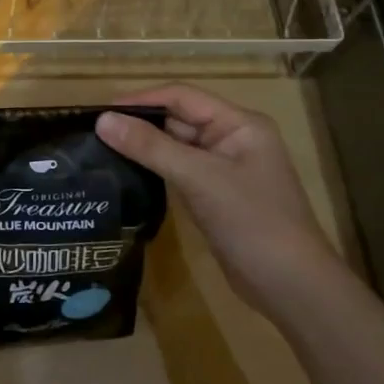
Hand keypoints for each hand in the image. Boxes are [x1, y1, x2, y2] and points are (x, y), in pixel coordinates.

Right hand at [95, 85, 350, 317]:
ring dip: (143, 147)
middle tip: (92, 133)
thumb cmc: (251, 221)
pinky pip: (179, 172)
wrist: (291, 286)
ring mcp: (224, 170)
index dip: (141, 100)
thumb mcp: (199, 178)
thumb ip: (150, 147)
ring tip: (100, 151)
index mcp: (239, 124)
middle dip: (139, 124)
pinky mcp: (215, 196)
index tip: (100, 111)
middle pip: (178, 120)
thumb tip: (103, 121)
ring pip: (176, 147)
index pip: (182, 97)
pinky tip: (126, 175)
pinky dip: (154, 170)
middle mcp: (232, 140)